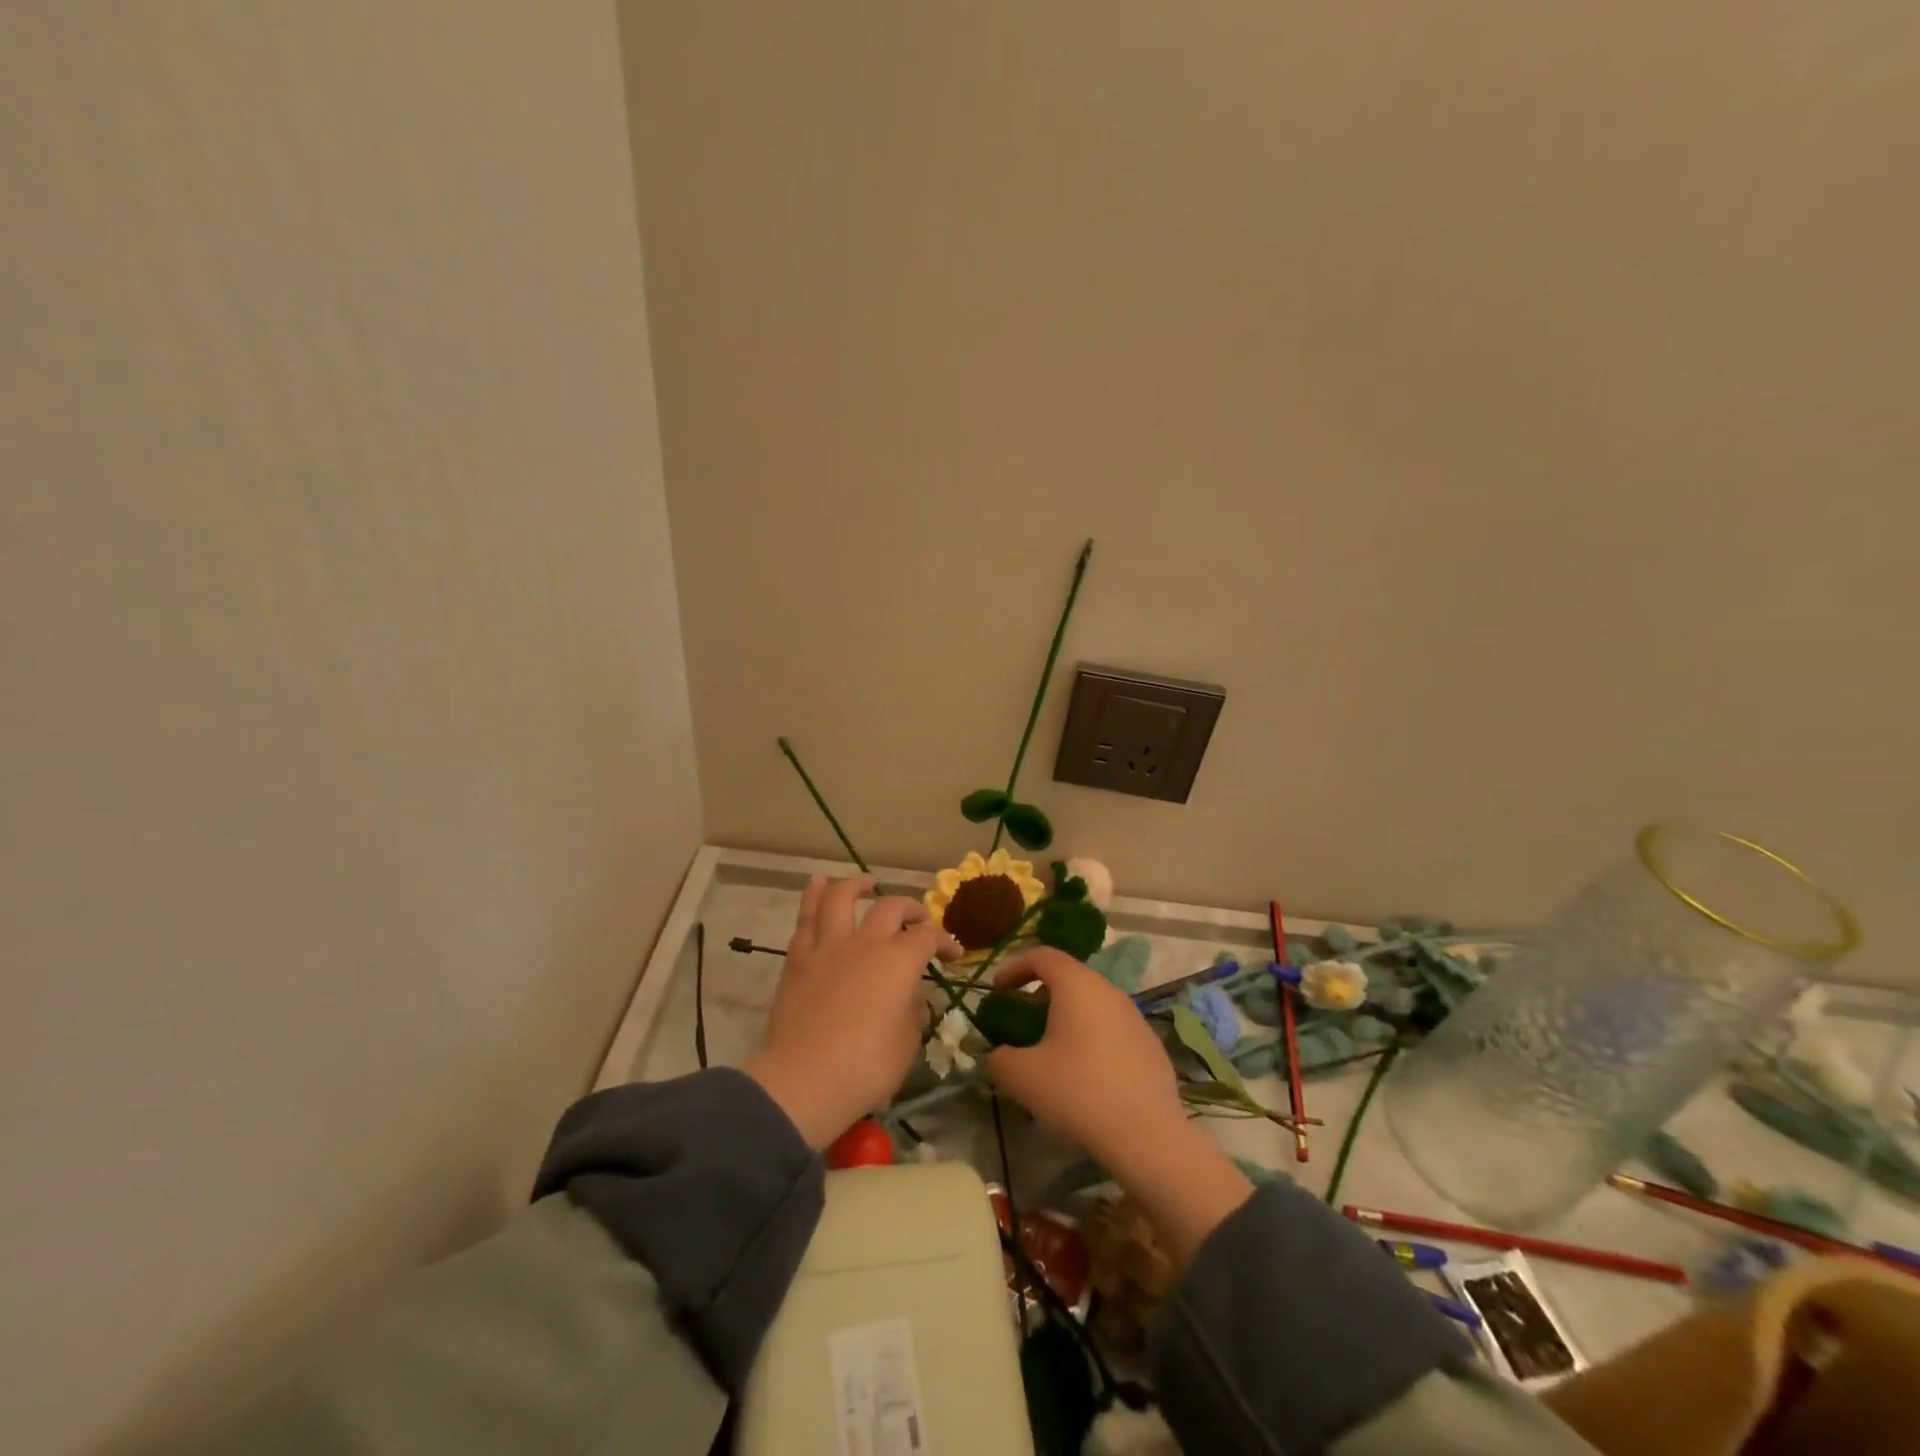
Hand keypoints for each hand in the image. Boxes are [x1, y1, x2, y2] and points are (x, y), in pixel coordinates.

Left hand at [744, 876, 959, 1149]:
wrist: (805, 1081)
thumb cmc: (867, 1067)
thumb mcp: (909, 1042)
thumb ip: (912, 1009)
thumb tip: (908, 994)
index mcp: (898, 962)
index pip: (928, 938)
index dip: (945, 941)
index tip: (954, 953)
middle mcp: (865, 944)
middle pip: (890, 908)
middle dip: (909, 909)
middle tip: (917, 919)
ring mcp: (828, 948)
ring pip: (840, 898)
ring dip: (856, 885)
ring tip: (866, 883)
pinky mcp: (798, 961)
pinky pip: (806, 919)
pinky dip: (813, 896)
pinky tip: (818, 884)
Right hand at [985, 948, 1253, 1265]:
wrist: (1147, 1136)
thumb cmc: (1078, 1093)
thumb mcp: (1021, 1077)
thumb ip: (998, 1058)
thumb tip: (996, 1054)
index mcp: (1077, 985)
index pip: (1042, 956)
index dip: (1014, 967)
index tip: (996, 990)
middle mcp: (1108, 991)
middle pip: (1069, 978)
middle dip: (1039, 995)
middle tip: (1020, 1020)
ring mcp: (1135, 1017)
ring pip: (1092, 1004)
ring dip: (1066, 1018)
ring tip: (1049, 1050)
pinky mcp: (1151, 1046)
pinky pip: (1111, 1029)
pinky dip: (1090, 1038)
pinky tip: (1083, 1074)